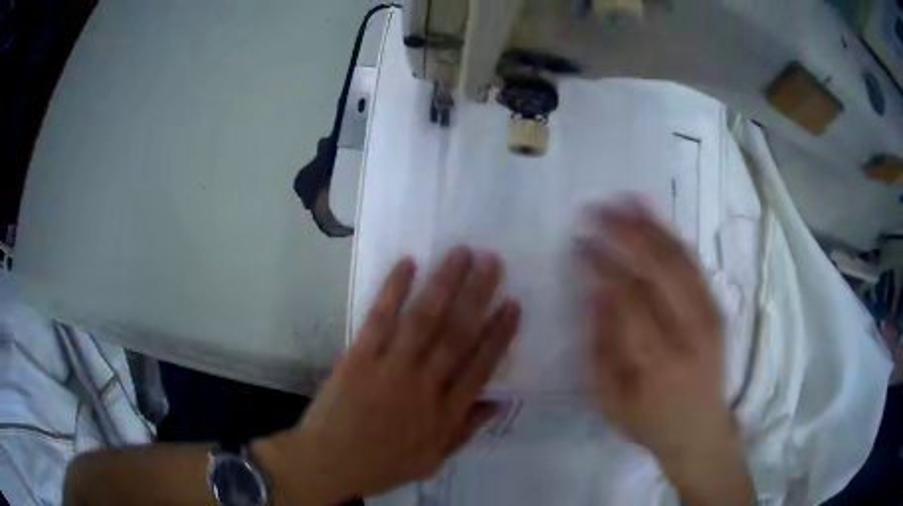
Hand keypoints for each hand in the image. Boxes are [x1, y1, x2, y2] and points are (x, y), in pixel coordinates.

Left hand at [255, 247, 520, 504]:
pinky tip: (408, 264)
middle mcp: (423, 386)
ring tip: (461, 253)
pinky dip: (394, 290)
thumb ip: (466, 431)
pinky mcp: (358, 357)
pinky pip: (379, 319)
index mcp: (444, 414)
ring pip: (423, 320)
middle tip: (492, 261)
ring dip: (444, 284)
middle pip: (456, 335)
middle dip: (477, 295)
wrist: (328, 462)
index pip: (480, 367)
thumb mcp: (432, 460)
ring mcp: (389, 369)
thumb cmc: (382, 464)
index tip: (513, 303)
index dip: (499, 334)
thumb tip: (499, 402)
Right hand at [579, 200, 753, 505]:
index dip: (601, 265)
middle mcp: (690, 330)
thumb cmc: (650, 421)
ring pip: (679, 257)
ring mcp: (709, 314)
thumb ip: (601, 346)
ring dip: (649, 224)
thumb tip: (593, 291)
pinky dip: (671, 236)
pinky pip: (694, 263)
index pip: (627, 298)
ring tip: (622, 199)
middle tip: (594, 210)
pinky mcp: (717, 307)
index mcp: (659, 360)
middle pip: (658, 267)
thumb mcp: (610, 400)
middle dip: (624, 232)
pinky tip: (653, 219)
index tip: (578, 244)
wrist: (702, 429)